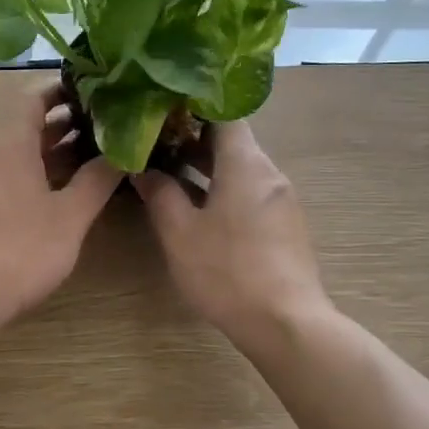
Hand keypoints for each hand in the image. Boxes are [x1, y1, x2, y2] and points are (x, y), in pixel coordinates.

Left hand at [0, 84, 122, 328]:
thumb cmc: (21, 250)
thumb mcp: (70, 216)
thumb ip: (97, 181)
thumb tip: (122, 152)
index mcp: (10, 146)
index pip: (33, 100)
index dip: (62, 90)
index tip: (93, 89)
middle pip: (27, 129)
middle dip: (64, 125)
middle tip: (103, 125)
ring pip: (17, 157)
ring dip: (51, 154)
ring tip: (89, 158)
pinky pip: (6, 179)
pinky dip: (33, 177)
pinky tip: (56, 195)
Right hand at [134, 121, 328, 344]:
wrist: (285, 323)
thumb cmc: (227, 271)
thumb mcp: (180, 233)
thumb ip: (160, 194)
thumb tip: (143, 169)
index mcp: (246, 164)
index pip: (225, 113)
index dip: (194, 105)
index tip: (162, 109)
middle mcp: (269, 173)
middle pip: (233, 140)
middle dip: (193, 138)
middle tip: (155, 141)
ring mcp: (281, 200)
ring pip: (241, 168)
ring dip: (207, 166)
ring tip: (169, 172)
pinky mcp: (285, 225)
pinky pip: (251, 191)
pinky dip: (224, 188)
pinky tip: (199, 207)